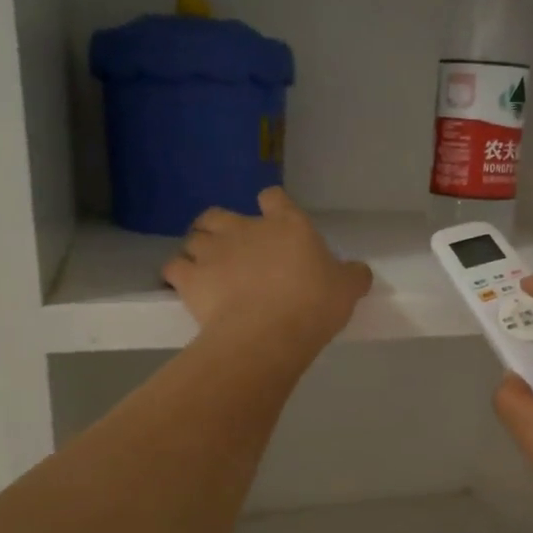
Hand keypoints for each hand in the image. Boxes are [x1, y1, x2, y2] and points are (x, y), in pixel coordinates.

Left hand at [163, 189, 372, 358]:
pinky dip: (178, 275)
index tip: (273, 222)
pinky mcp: (189, 277)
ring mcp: (212, 250)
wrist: (268, 334)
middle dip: (220, 227)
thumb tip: (359, 272)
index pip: (274, 198)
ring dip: (197, 250)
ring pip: (193, 238)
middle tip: (231, 250)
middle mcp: (245, 228)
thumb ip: (352, 276)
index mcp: (287, 225)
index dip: (271, 207)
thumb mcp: (347, 290)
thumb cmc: (313, 305)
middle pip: (220, 214)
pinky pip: (173, 267)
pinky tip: (186, 288)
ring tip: (206, 271)